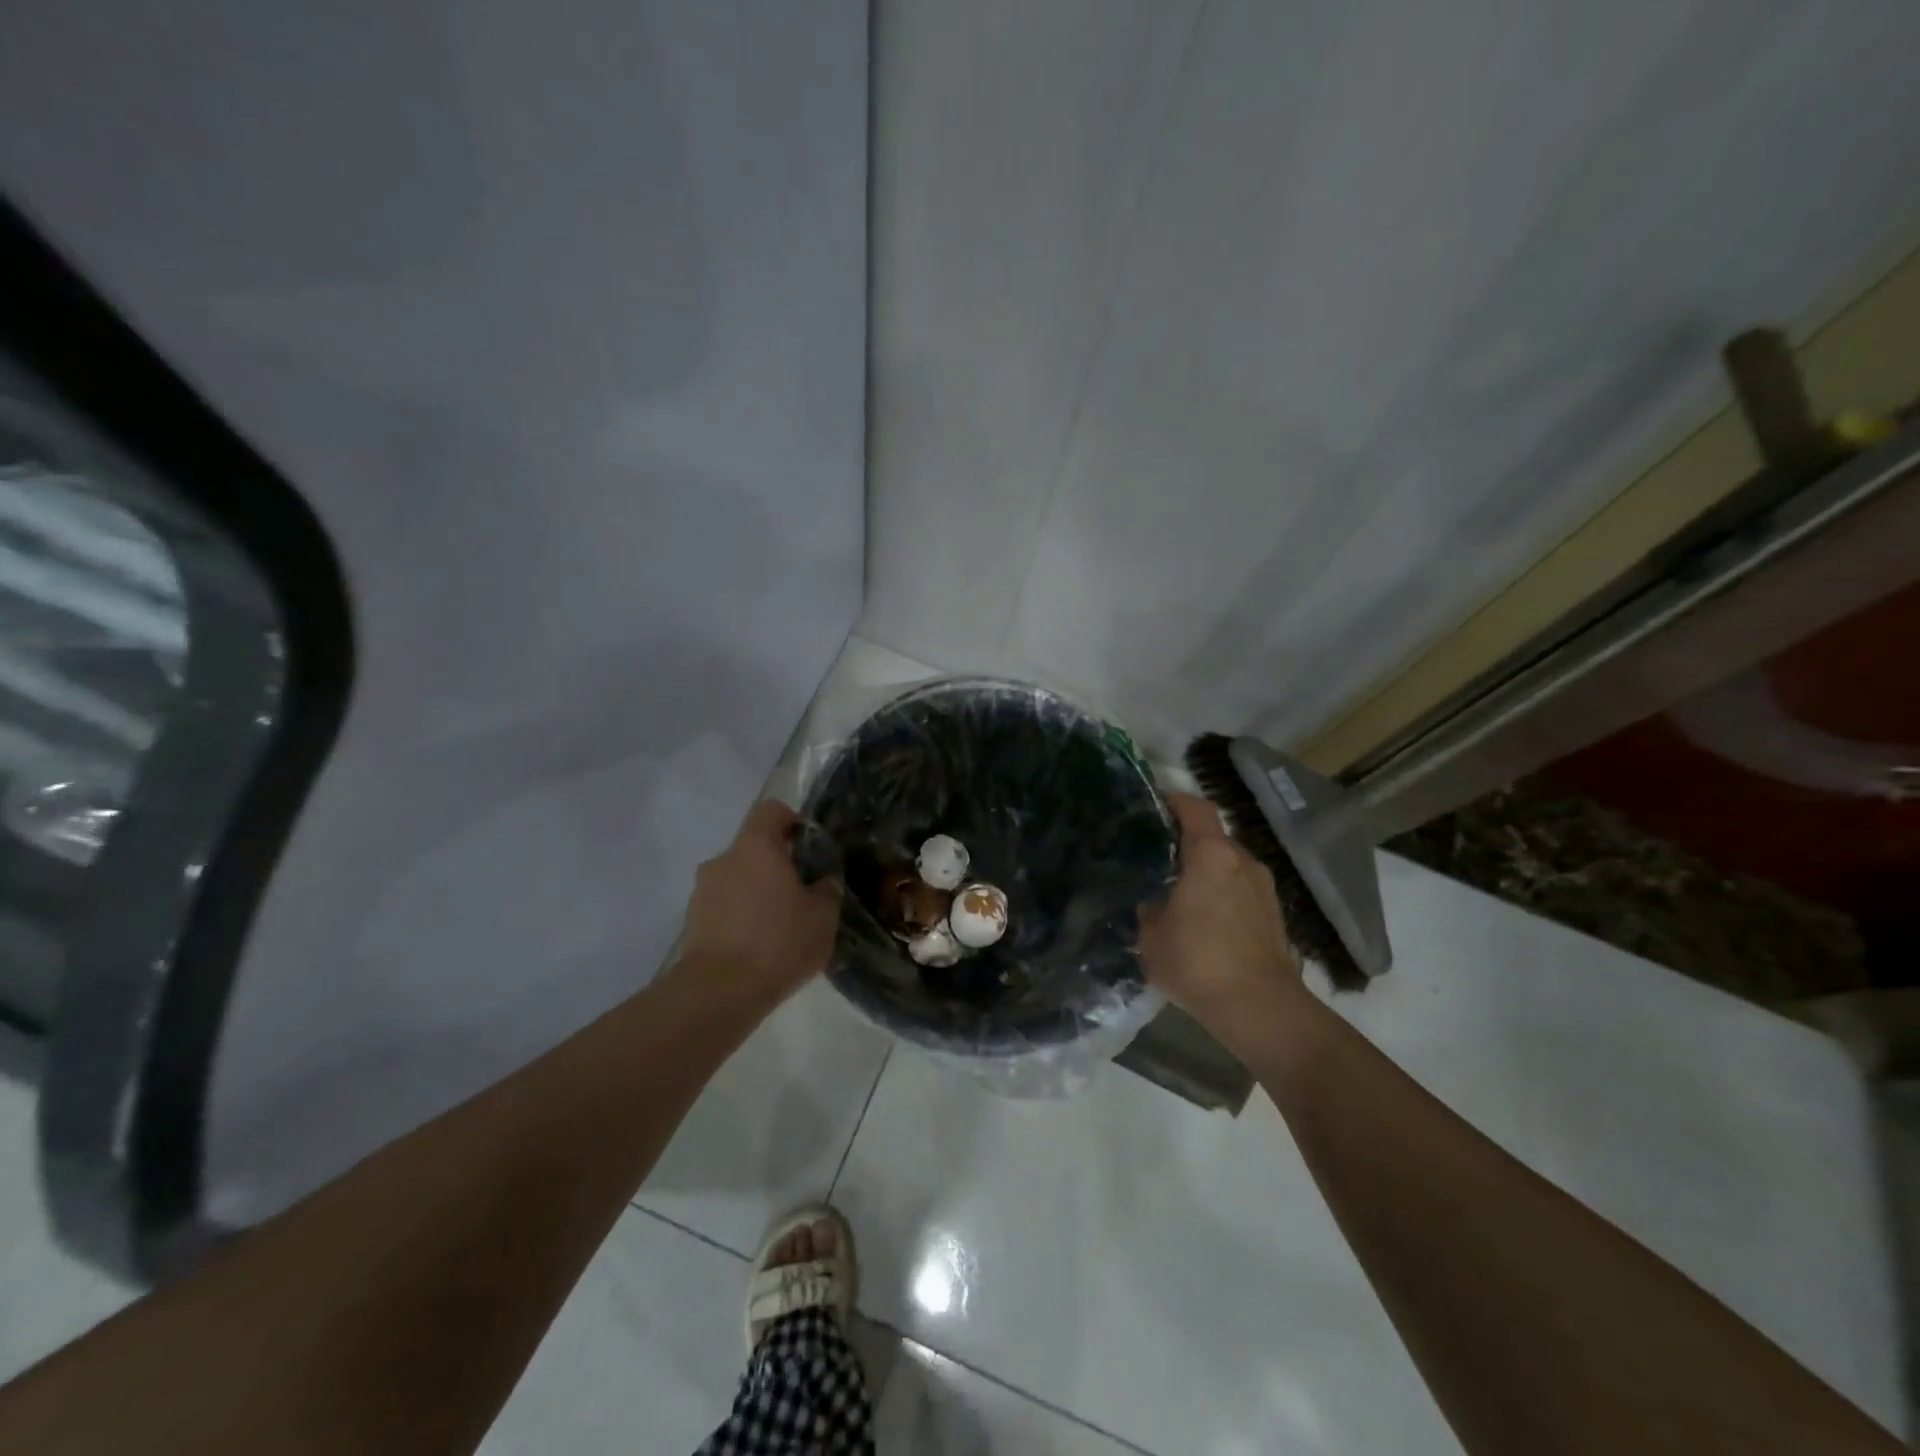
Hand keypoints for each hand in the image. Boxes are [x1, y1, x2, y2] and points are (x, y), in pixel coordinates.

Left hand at [680, 800, 841, 1004]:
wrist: (721, 991)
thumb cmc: (778, 941)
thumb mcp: (823, 916)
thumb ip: (827, 890)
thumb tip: (823, 883)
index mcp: (756, 846)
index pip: (772, 810)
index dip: (792, 821)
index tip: (808, 846)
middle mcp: (724, 859)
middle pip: (753, 847)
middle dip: (777, 865)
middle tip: (802, 892)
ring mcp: (703, 891)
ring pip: (738, 878)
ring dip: (757, 892)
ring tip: (780, 925)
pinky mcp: (693, 921)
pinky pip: (725, 906)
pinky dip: (741, 916)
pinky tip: (759, 945)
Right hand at [1139, 793, 1304, 1033]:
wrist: (1260, 1009)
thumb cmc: (1198, 961)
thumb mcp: (1151, 937)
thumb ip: (1151, 911)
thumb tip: (1156, 904)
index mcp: (1211, 855)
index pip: (1196, 809)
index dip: (1176, 802)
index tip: (1158, 806)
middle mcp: (1243, 862)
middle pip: (1215, 839)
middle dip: (1191, 847)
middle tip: (1163, 863)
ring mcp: (1265, 890)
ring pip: (1231, 868)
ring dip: (1210, 876)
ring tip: (1185, 898)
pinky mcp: (1277, 917)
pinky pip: (1244, 893)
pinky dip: (1226, 899)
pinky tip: (1208, 926)